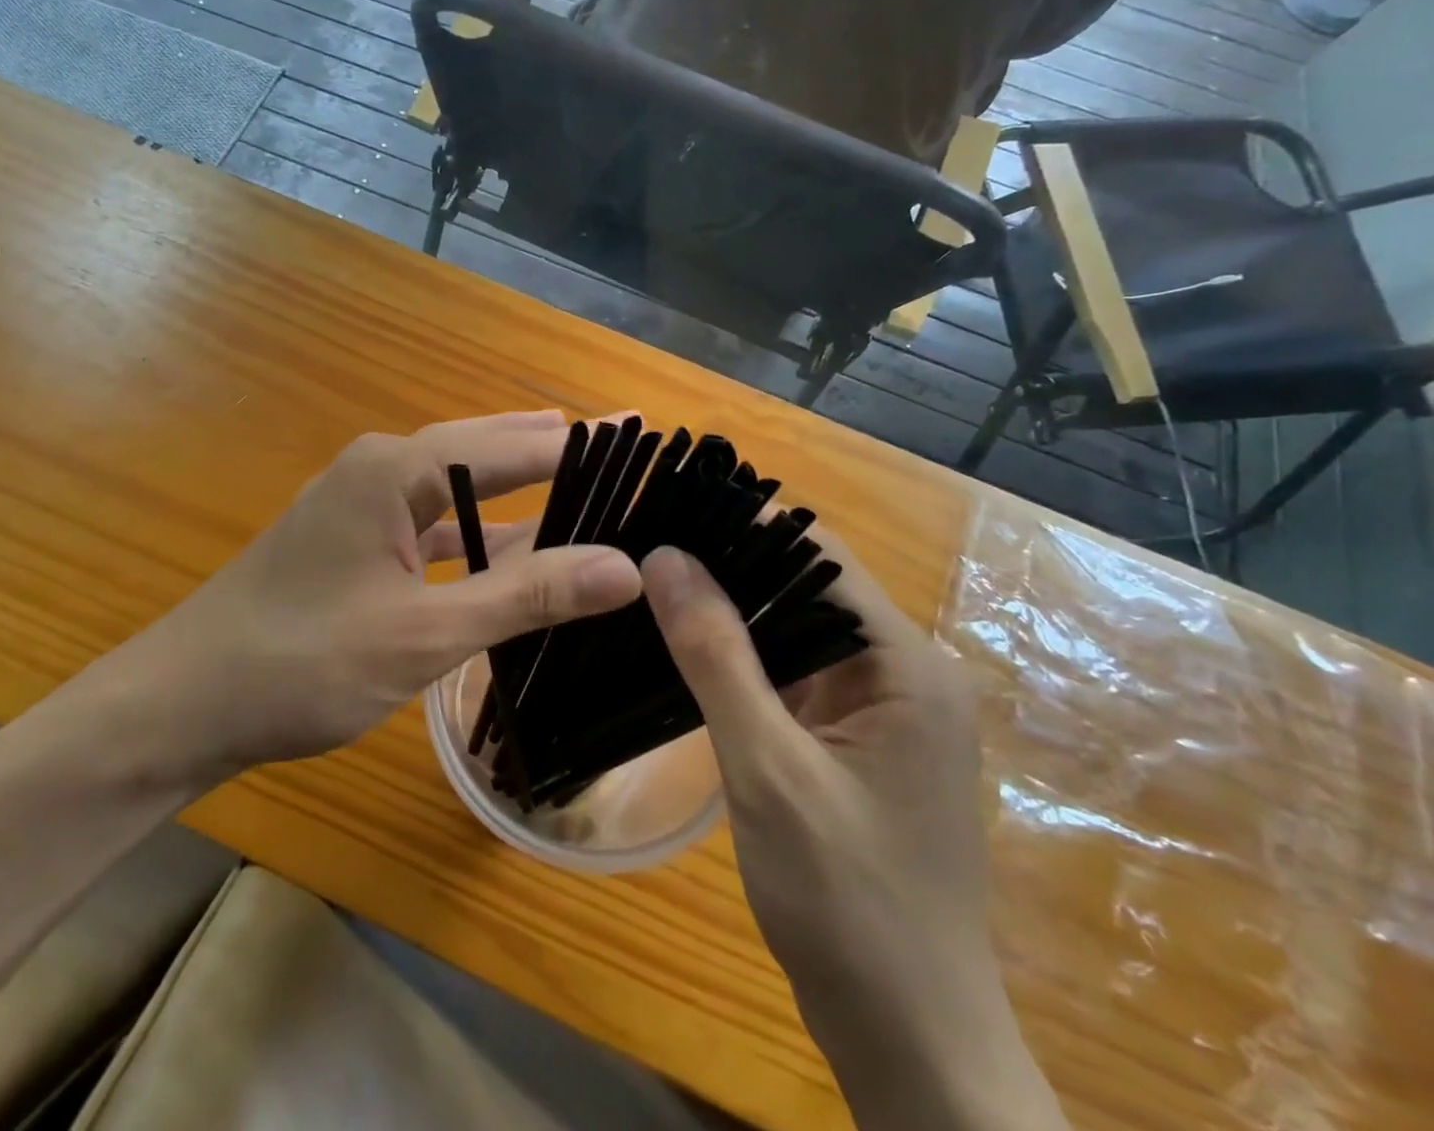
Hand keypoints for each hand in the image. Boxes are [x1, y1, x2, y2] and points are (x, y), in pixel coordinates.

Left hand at [93, 412, 643, 781]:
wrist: (185, 702)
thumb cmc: (302, 662)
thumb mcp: (426, 631)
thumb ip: (526, 594)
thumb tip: (626, 566)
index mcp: (398, 469)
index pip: (513, 445)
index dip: (581, 445)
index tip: (643, 437)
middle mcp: (381, 469)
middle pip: (486, 449)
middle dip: (553, 449)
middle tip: (625, 446)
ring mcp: (362, 505)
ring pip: (460, 489)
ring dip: (518, 491)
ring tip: (584, 480)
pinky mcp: (353, 541)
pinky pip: (434, 524)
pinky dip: (479, 534)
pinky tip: (515, 549)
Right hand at [642, 539, 1066, 1130]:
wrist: (912, 1044)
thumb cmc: (849, 904)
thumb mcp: (768, 770)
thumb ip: (716, 657)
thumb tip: (666, 556)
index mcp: (908, 665)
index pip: (819, 554)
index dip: (743, 524)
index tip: (667, 508)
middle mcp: (904, 671)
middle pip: (806, 586)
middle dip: (727, 564)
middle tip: (640, 546)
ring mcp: (881, 709)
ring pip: (795, 630)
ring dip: (729, 611)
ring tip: (647, 583)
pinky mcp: (856, 740)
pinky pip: (793, 675)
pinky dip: (742, 660)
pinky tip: (682, 649)